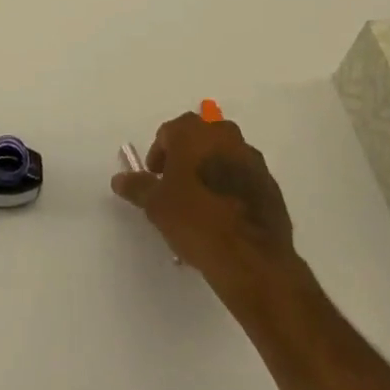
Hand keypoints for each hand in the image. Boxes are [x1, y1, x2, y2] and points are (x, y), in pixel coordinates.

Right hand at [111, 111, 299, 289]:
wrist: (252, 258)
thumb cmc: (196, 221)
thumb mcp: (157, 205)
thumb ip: (137, 186)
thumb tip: (119, 179)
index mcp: (193, 131)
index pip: (167, 134)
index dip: (158, 156)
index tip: (156, 180)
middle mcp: (223, 134)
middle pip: (198, 140)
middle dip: (186, 159)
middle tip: (178, 190)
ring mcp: (251, 157)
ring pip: (223, 157)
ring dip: (211, 172)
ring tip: (203, 206)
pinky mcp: (270, 183)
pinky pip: (244, 178)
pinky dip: (233, 188)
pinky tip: (227, 216)